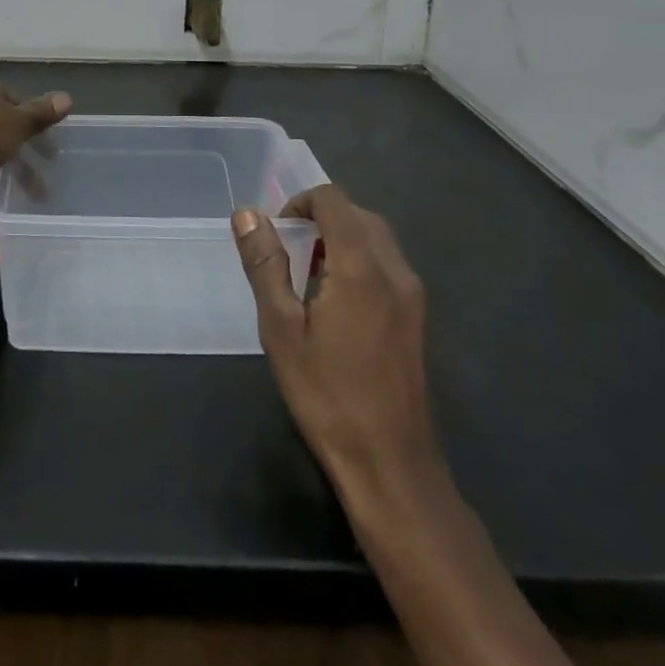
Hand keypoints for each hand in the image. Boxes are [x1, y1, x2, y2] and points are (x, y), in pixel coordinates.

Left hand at [0, 74, 71, 207]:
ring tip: (32, 193)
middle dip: (25, 148)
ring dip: (10, 167)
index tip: (50, 145)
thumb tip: (68, 97)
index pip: (18, 100)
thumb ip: (41, 113)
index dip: (37, 122)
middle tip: (46, 168)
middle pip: (3, 124)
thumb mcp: (18, 123)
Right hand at [232, 187, 444, 518]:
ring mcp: (412, 295)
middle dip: (320, 218)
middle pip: (358, 214)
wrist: (391, 465)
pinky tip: (336, 301)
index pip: (333, 200)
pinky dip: (359, 259)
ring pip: (377, 238)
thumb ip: (265, 264)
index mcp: (361, 267)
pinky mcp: (417, 318)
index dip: (300, 202)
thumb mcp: (281, 328)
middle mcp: (394, 270)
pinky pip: (388, 264)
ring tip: (307, 273)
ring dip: (341, 237)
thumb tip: (247, 214)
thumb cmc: (327, 395)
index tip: (276, 231)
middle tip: (287, 250)